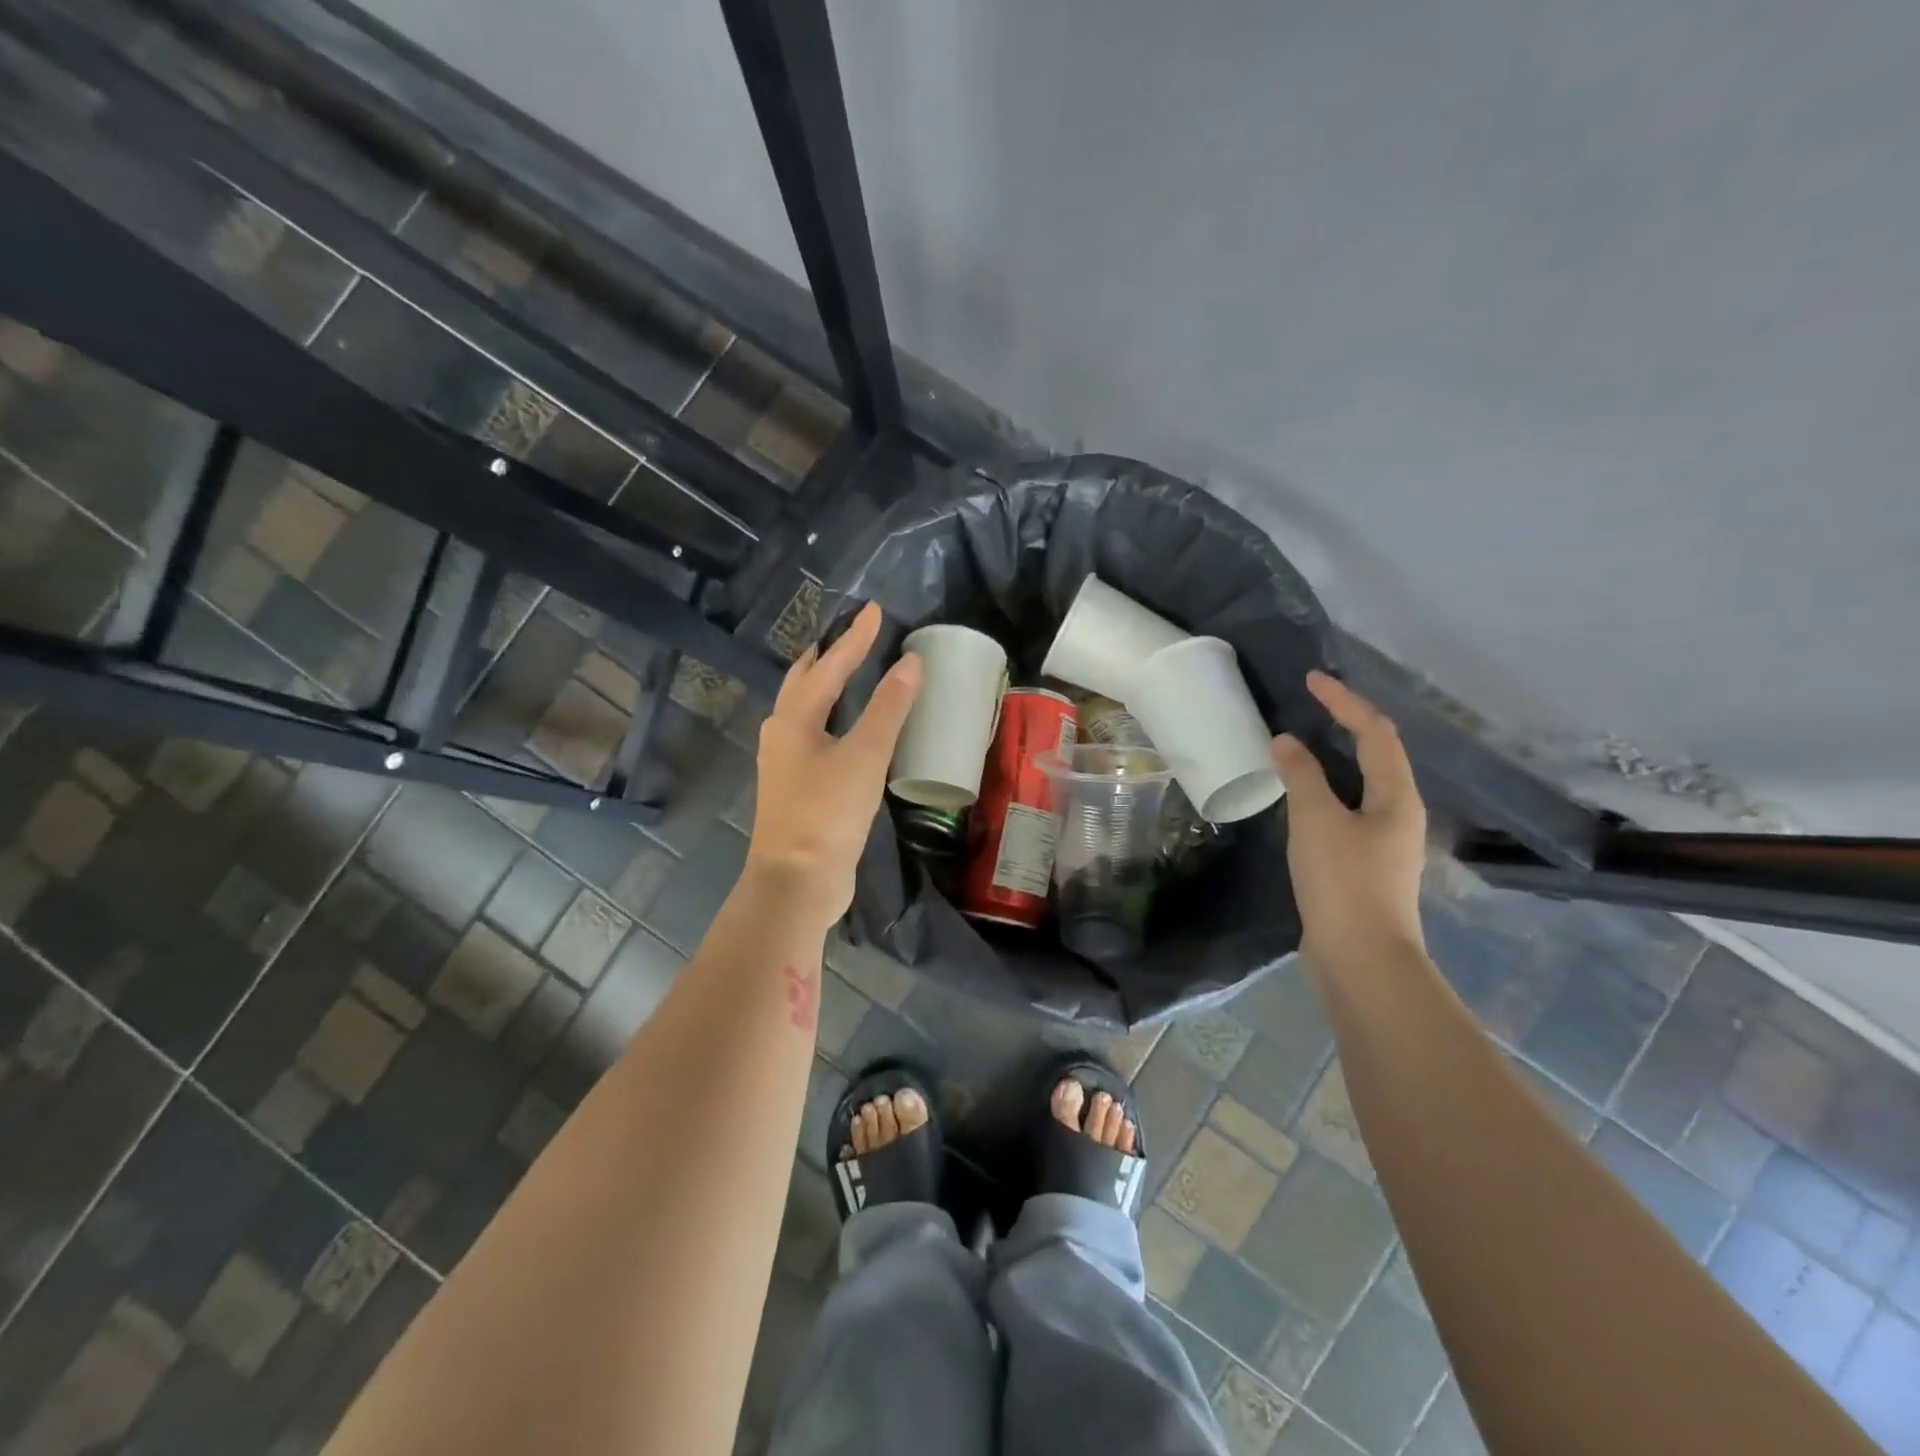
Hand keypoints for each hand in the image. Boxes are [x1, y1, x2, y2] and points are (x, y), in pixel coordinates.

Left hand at [745, 602, 921, 930]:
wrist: (797, 881)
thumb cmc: (827, 812)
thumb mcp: (864, 755)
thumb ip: (888, 707)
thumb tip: (910, 663)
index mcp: (793, 717)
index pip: (829, 664)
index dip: (855, 637)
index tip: (876, 610)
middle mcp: (782, 732)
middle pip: (804, 681)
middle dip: (828, 655)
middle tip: (854, 634)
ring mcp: (785, 762)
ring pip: (806, 709)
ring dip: (827, 685)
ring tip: (852, 670)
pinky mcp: (797, 786)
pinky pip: (815, 736)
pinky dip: (833, 717)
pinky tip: (850, 726)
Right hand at [1271, 671, 1427, 970]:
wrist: (1362, 959)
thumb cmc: (1344, 882)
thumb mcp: (1317, 821)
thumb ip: (1301, 776)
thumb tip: (1286, 742)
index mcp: (1396, 797)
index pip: (1375, 732)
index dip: (1345, 701)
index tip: (1312, 680)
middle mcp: (1398, 814)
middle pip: (1376, 755)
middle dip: (1346, 723)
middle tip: (1310, 704)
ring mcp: (1383, 842)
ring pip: (1360, 785)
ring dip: (1333, 758)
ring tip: (1300, 744)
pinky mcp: (1363, 865)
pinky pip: (1344, 811)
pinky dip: (1323, 791)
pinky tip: (1300, 798)